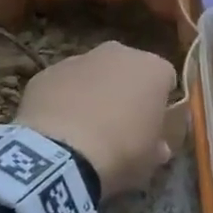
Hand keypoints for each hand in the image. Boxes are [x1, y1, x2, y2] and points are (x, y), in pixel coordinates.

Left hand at [15, 41, 176, 195]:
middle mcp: (119, 53)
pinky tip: (56, 129)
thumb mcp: (151, 159)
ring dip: (92, 92)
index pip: (165, 78)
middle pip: (128, 69)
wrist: (61, 155)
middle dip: (125, 89)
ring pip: (92, 73)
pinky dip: (62, 100)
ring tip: (83, 129)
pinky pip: (61, 85)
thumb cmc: (121, 153)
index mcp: (153, 69)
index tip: (153, 124)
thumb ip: (157, 145)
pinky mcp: (46, 73)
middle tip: (119, 123)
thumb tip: (157, 147)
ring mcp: (79, 59)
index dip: (159, 101)